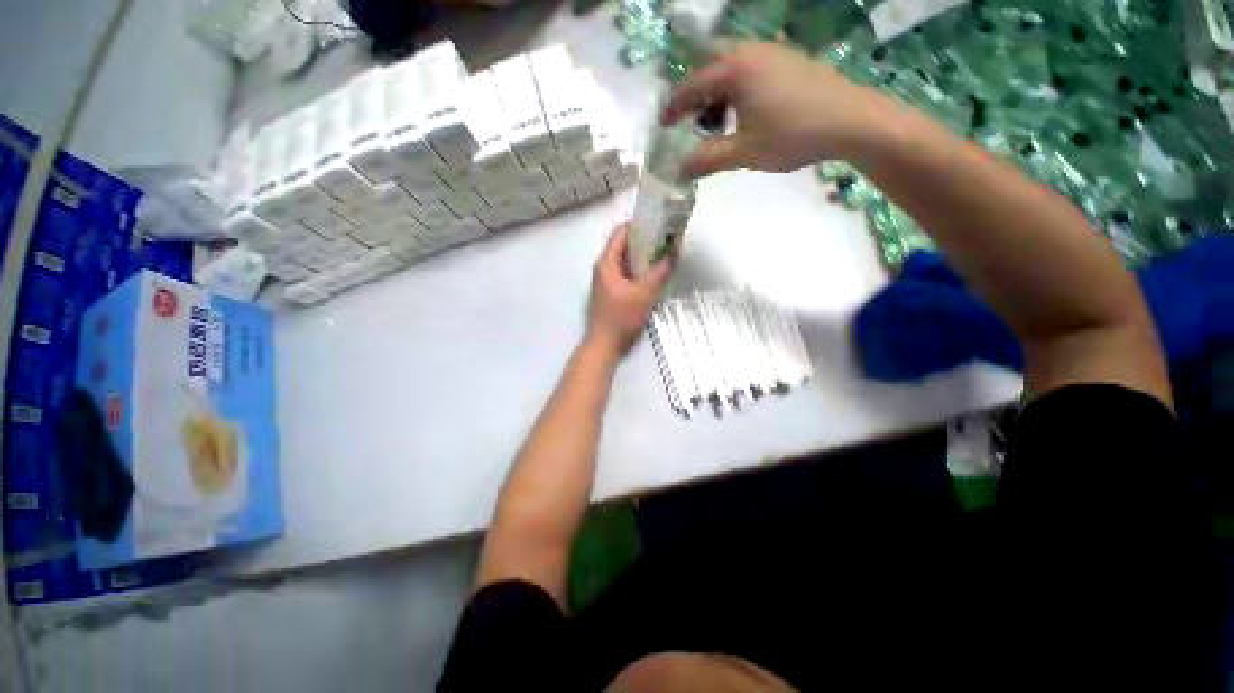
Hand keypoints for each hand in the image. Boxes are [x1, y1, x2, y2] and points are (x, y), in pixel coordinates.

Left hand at [586, 225, 672, 356]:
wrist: (604, 346)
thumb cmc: (621, 318)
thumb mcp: (644, 294)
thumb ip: (660, 272)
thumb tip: (673, 253)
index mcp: (607, 263)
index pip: (620, 232)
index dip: (639, 225)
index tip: (660, 224)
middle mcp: (604, 268)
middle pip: (623, 246)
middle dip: (644, 241)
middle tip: (666, 241)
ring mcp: (606, 282)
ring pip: (626, 262)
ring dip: (643, 258)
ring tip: (663, 257)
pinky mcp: (611, 294)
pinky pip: (626, 275)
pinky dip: (639, 272)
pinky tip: (653, 277)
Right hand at [662, 42, 892, 177]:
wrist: (852, 121)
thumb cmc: (792, 135)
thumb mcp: (744, 152)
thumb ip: (708, 159)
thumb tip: (678, 170)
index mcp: (735, 70)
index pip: (692, 85)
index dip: (674, 107)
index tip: (663, 125)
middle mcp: (751, 52)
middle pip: (711, 66)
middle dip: (697, 94)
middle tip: (693, 121)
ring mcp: (774, 53)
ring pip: (732, 66)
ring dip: (718, 91)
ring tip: (719, 121)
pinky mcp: (790, 61)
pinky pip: (752, 68)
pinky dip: (738, 88)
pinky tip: (747, 111)